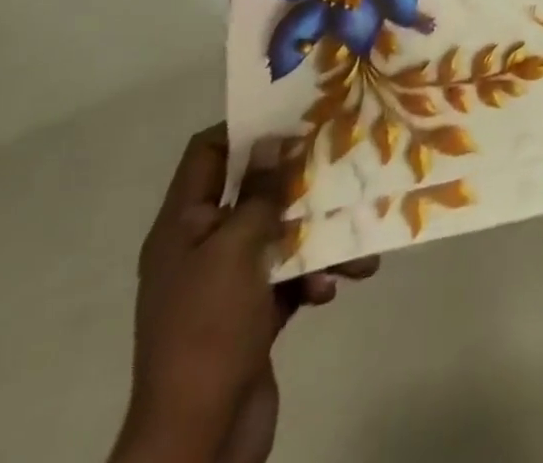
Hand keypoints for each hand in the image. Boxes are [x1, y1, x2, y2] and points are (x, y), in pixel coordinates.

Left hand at [111, 128, 376, 462]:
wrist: (198, 440)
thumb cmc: (210, 330)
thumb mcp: (236, 250)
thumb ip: (258, 193)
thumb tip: (271, 141)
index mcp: (183, 227)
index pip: (206, 154)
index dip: (245, 128)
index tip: (296, 112)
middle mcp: (203, 248)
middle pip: (254, 191)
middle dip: (300, 180)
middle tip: (344, 156)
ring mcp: (229, 284)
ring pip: (282, 235)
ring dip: (321, 235)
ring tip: (359, 241)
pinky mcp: (255, 315)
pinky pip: (293, 276)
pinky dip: (317, 276)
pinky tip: (339, 285)